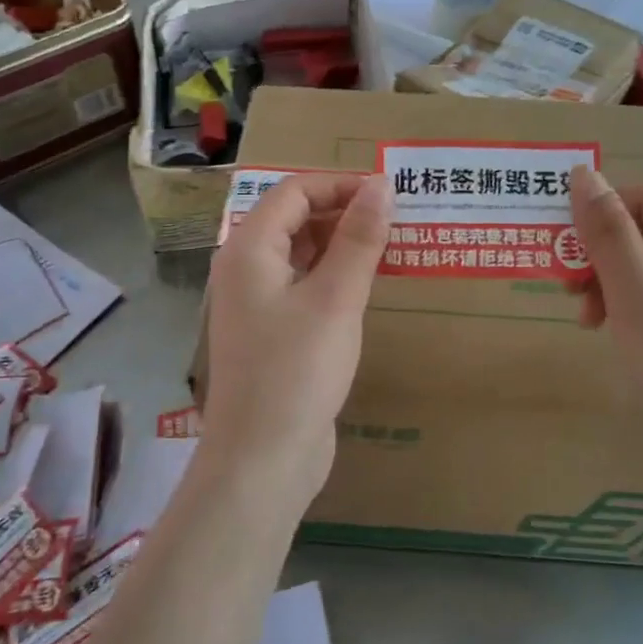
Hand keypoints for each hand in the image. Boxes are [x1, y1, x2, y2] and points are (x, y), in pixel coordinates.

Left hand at [201, 174, 391, 502]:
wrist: (263, 458)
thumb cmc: (297, 371)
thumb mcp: (336, 298)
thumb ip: (359, 238)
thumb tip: (381, 184)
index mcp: (249, 248)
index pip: (294, 191)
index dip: (341, 184)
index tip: (390, 195)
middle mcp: (246, 268)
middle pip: (294, 218)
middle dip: (344, 213)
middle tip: (397, 221)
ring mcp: (256, 303)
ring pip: (301, 254)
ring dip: (342, 245)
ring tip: (390, 247)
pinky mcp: (272, 332)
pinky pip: (304, 286)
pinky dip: (334, 277)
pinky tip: (367, 287)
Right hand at [570, 165, 642, 488]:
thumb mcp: (635, 297)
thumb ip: (608, 233)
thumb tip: (583, 173)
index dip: (607, 210)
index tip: (568, 245)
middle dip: (604, 252)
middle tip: (569, 289)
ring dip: (612, 281)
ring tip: (587, 319)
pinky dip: (631, 305)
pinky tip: (614, 333)